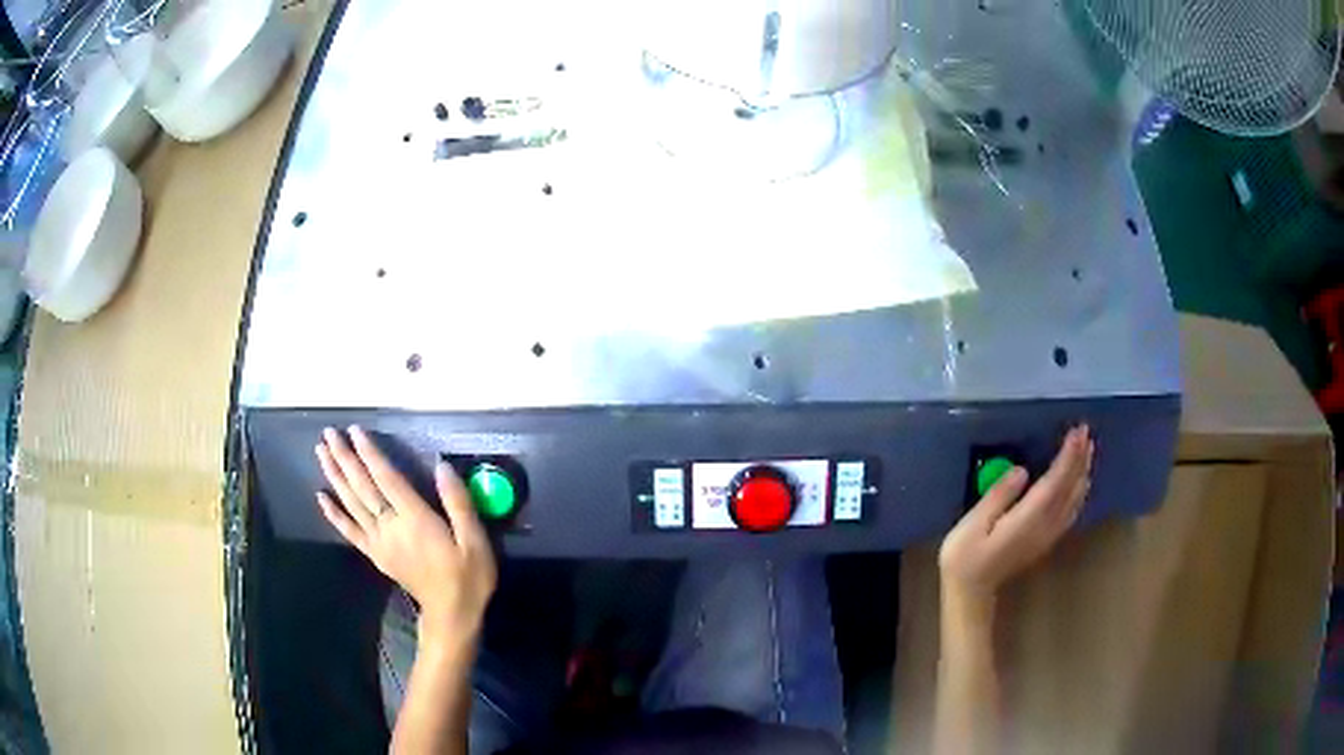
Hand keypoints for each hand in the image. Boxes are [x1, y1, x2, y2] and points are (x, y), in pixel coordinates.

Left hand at [315, 426, 496, 645]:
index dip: (370, 454)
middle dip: (344, 458)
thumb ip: (458, 502)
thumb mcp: (475, 540)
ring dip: (335, 477)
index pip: (386, 479)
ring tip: (321, 452)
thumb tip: (442, 466)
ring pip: (352, 503)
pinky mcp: (375, 554)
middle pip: (362, 487)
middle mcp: (391, 526)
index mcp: (415, 519)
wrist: (451, 614)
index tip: (355, 431)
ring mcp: (379, 541)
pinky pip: (350, 531)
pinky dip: (334, 514)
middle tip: (328, 434)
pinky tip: (321, 497)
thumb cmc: (467, 576)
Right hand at [939, 425, 1093, 600]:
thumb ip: (998, 496)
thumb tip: (1022, 471)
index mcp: (1028, 519)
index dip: (1068, 456)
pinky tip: (1079, 483)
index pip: (1055, 482)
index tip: (1078, 431)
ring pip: (1074, 500)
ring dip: (1082, 473)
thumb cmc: (965, 556)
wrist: (970, 592)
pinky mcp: (1046, 539)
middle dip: (1080, 459)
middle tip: (1086, 432)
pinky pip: (1071, 510)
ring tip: (1087, 450)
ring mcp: (1048, 534)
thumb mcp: (972, 524)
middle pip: (1070, 488)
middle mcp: (1045, 525)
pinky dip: (1079, 491)